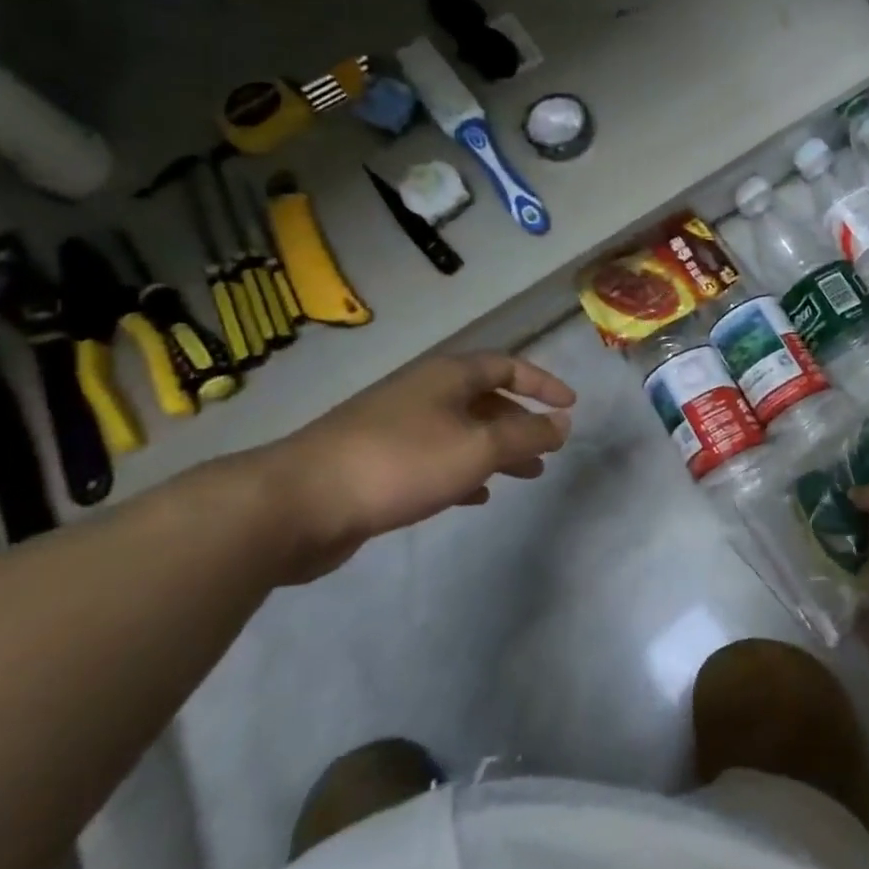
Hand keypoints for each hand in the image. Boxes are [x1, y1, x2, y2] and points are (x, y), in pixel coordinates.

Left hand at [265, 350, 574, 580]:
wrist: (299, 503)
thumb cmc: (401, 463)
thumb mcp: (477, 447)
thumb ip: (526, 436)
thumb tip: (562, 423)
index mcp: (447, 376)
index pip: (507, 365)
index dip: (542, 382)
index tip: (569, 406)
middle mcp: (422, 393)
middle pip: (484, 399)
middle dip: (521, 423)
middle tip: (547, 450)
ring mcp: (395, 426)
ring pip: (461, 431)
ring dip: (496, 450)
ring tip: (524, 476)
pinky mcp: (377, 462)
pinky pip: (435, 459)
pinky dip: (463, 471)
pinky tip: (476, 496)